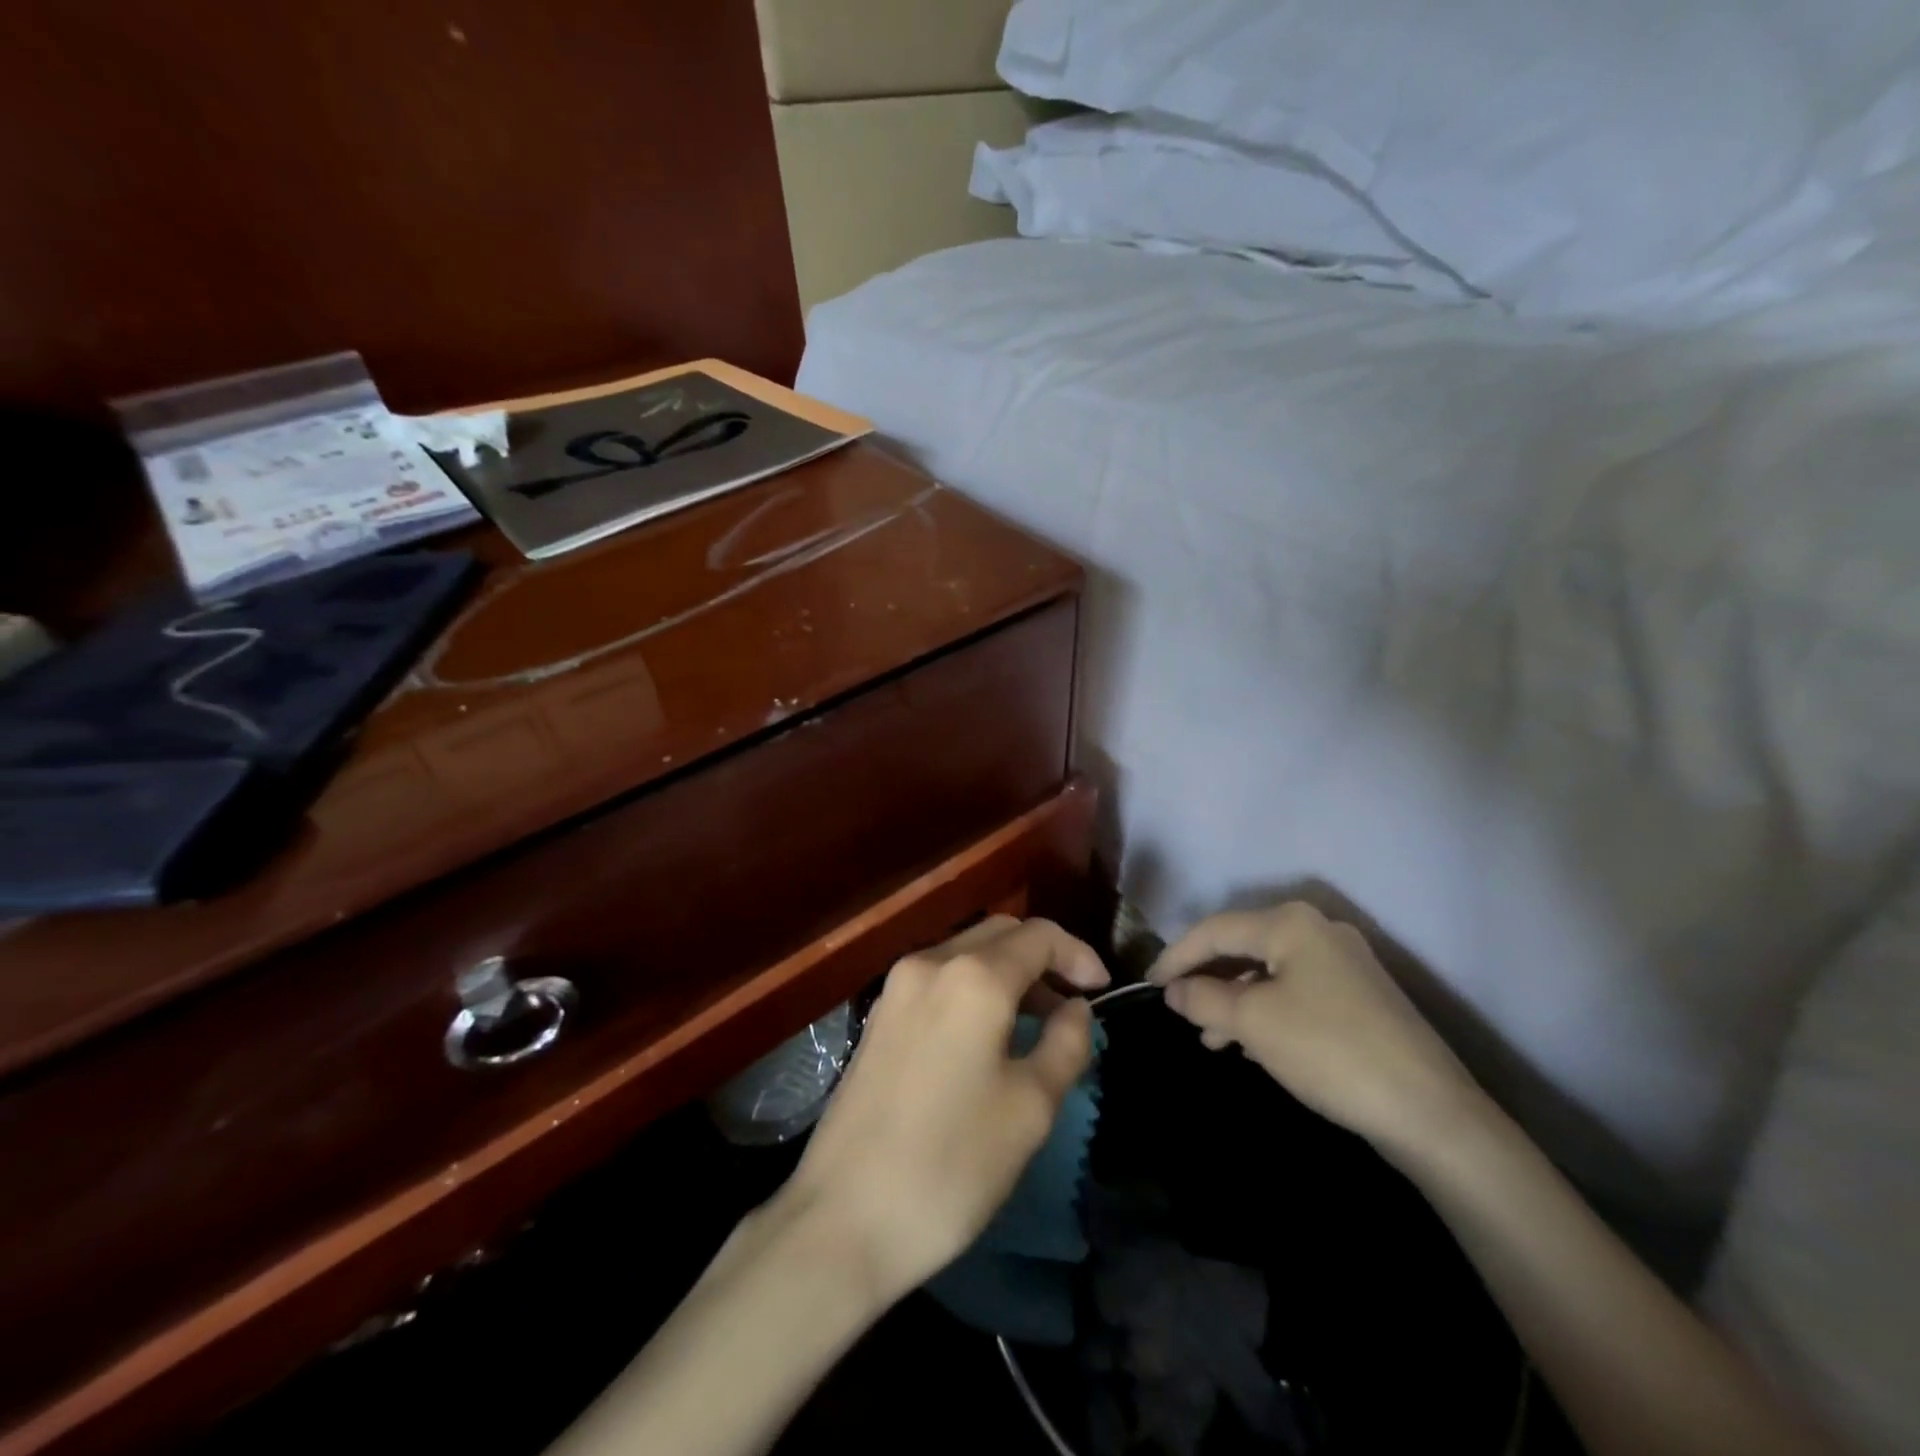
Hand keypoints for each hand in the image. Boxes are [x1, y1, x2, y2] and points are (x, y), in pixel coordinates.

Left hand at [777, 916, 1108, 1300]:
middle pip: (1000, 933)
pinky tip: (988, 1036)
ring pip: (966, 953)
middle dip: (1043, 958)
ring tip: (1038, 1025)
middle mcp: (930, 963)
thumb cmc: (951, 1164)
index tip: (1102, 991)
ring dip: (1008, 974)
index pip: (1039, 936)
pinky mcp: (879, 1015)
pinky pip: (939, 979)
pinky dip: (973, 989)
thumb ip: (1066, 1044)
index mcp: (972, 976)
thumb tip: (1075, 1008)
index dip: (1079, 955)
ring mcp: (896, 986)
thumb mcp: (1030, 1108)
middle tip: (1073, 1004)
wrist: (843, 1218)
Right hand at [1150, 902, 1482, 1158]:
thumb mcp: (1252, 1023)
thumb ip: (1202, 998)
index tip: (1148, 984)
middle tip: (1178, 1011)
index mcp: (1290, 923)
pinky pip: (1295, 992)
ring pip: (1269, 973)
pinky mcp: (1360, 997)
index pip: (1214, 930)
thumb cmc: (1328, 1051)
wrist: (1430, 1112)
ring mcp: (1344, 963)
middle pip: (1242, 948)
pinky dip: (1266, 1012)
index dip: (1175, 955)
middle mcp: (1318, 931)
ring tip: (1212, 1040)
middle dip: (1207, 981)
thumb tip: (1174, 989)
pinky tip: (1253, 1045)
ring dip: (1234, 1002)